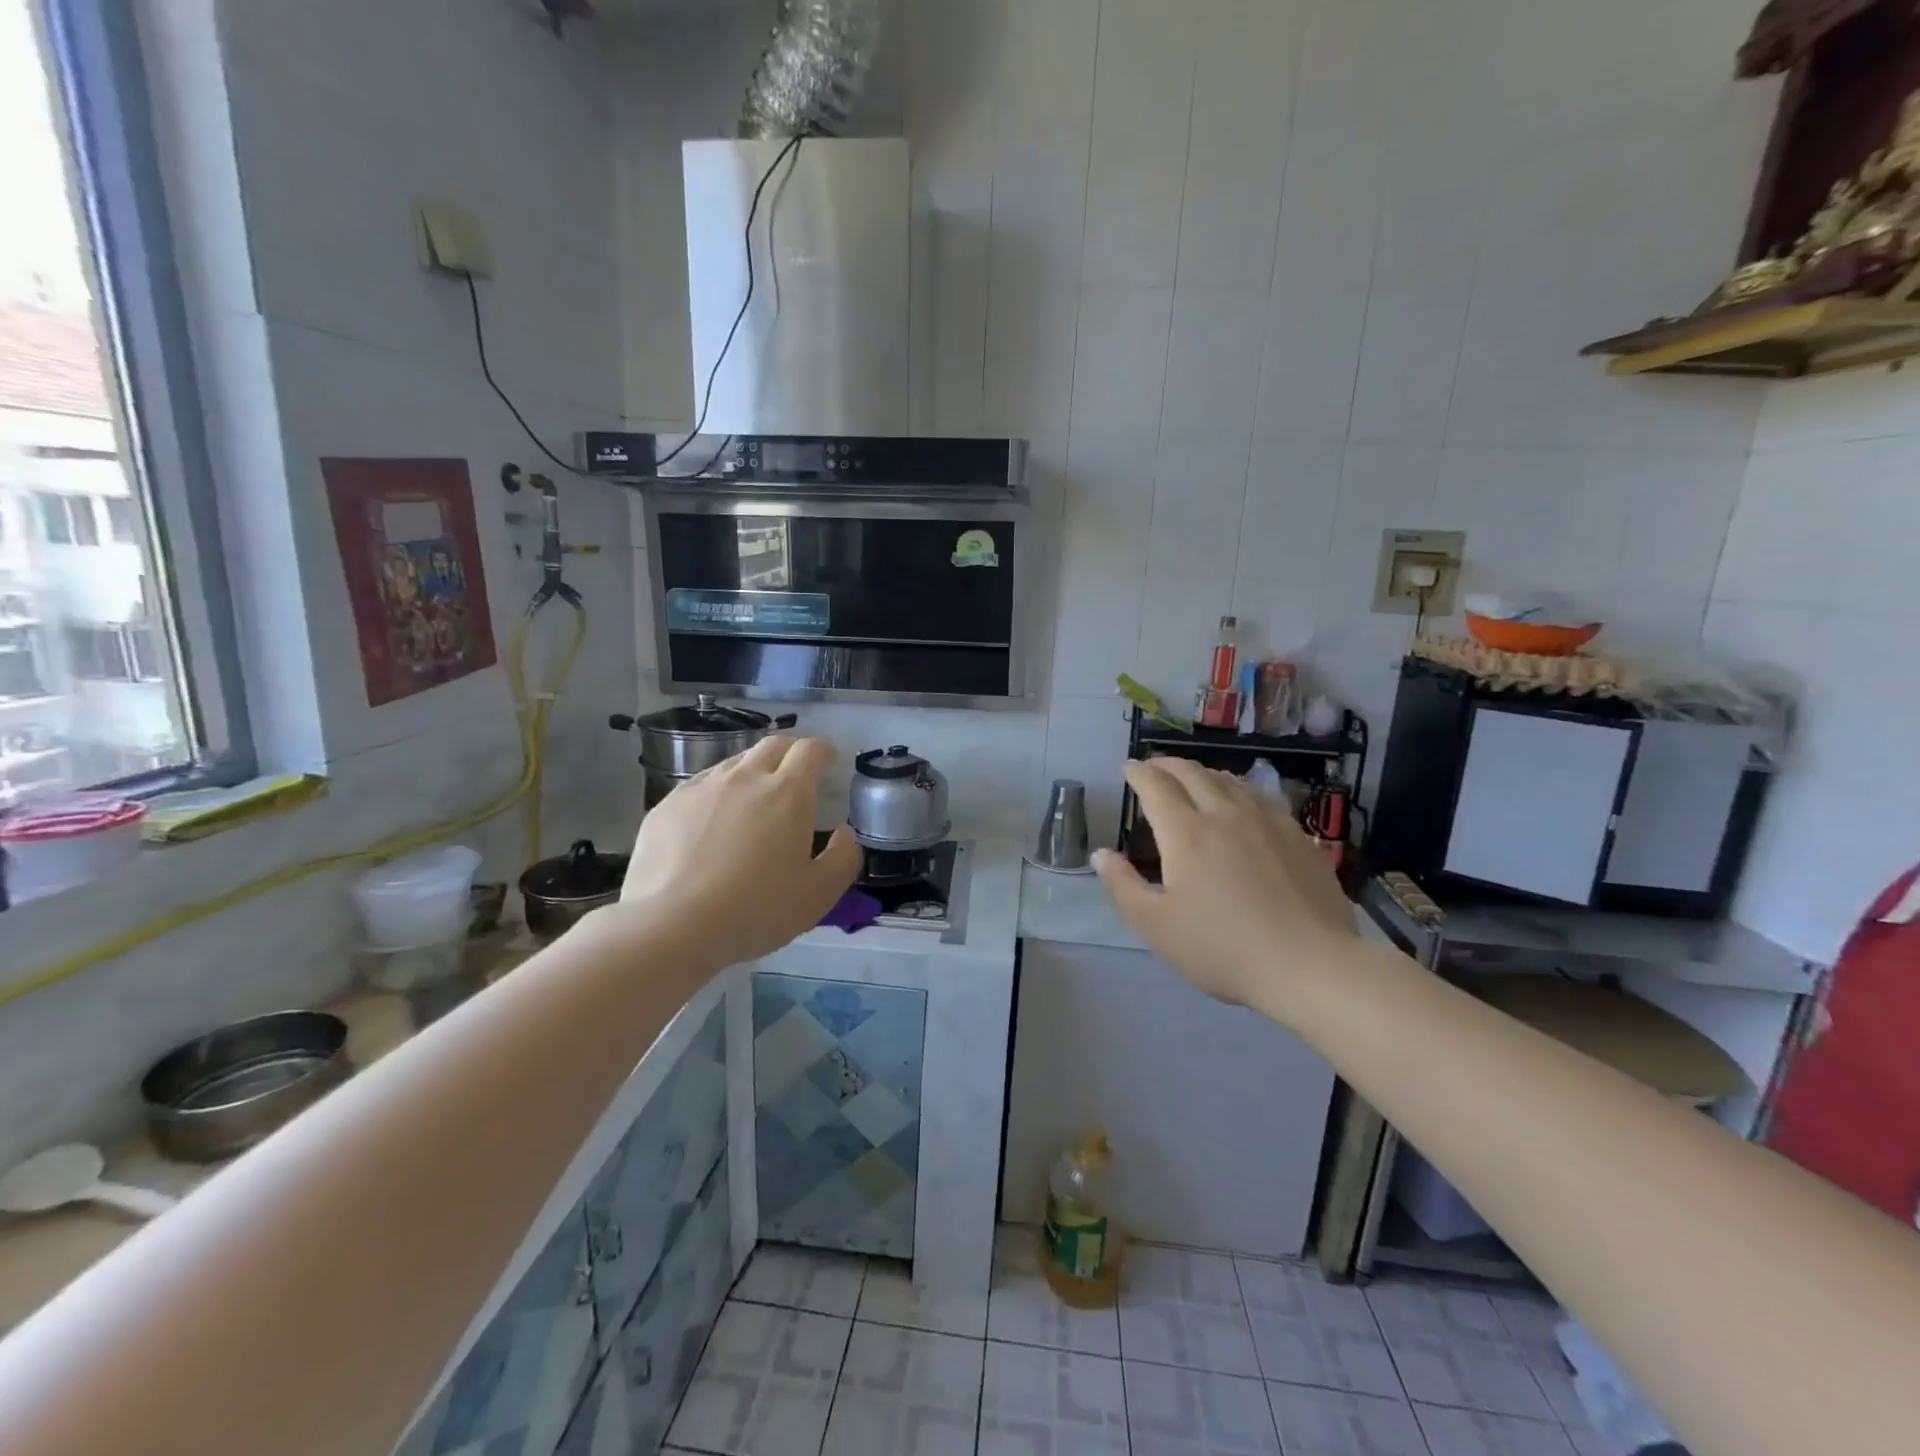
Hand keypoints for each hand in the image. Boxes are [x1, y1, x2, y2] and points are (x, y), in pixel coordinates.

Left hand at [616, 735, 861, 968]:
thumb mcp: (819, 895)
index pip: (811, 751)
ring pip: (734, 763)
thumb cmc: (757, 909)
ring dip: (752, 772)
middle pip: (773, 745)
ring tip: (752, 801)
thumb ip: (843, 859)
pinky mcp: (667, 805)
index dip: (823, 752)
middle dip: (790, 752)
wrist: (674, 925)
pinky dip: (716, 795)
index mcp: (788, 793)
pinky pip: (700, 786)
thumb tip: (844, 835)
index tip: (828, 762)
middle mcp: (746, 778)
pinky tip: (711, 825)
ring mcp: (702, 788)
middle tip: (795, 775)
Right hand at [1094, 759, 1357, 1012]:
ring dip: (1203, 773)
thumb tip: (1100, 854)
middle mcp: (1224, 814)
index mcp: (1186, 833)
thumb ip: (1123, 886)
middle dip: (1167, 765)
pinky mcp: (1297, 836)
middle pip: (1192, 774)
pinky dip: (1239, 788)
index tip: (1128, 768)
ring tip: (1193, 778)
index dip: (1139, 773)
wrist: (1310, 965)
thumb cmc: (1222, 949)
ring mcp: (1266, 821)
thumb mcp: (1156, 927)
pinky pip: (1261, 796)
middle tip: (1154, 767)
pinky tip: (1243, 800)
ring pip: (1229, 780)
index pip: (1156, 786)